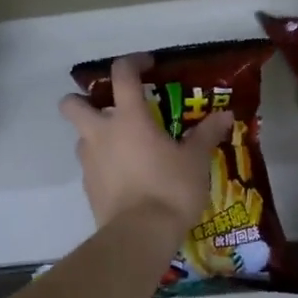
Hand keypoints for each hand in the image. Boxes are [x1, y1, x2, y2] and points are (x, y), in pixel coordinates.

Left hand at [59, 55, 233, 232]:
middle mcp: (101, 133)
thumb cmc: (170, 188)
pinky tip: (126, 177)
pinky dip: (103, 165)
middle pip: (72, 104)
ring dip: (95, 135)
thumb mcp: (195, 160)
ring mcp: (89, 162)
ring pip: (80, 137)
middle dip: (82, 100)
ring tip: (123, 147)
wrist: (140, 235)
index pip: (122, 74)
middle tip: (108, 108)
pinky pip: (90, 166)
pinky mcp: (88, 188)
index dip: (133, 62)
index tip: (148, 65)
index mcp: (129, 118)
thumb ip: (206, 134)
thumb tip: (225, 115)